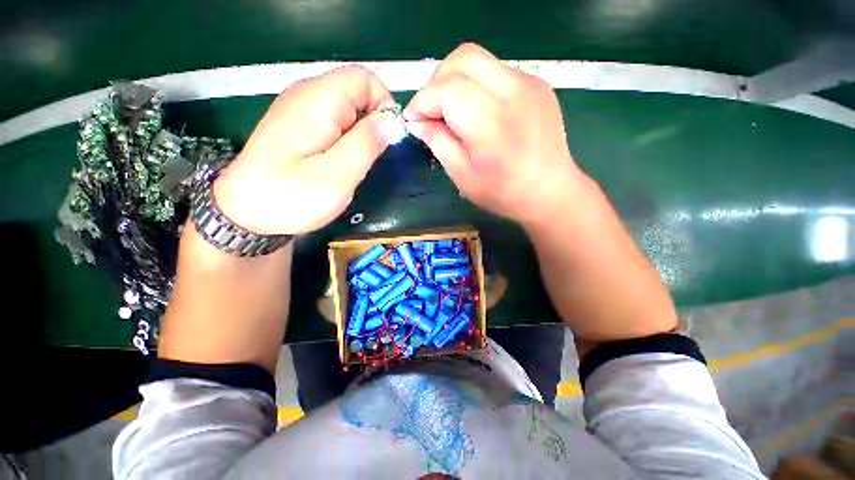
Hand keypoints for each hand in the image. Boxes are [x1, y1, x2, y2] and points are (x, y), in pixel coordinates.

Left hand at [213, 66, 397, 234]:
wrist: (243, 212)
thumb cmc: (291, 196)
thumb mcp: (338, 175)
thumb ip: (367, 144)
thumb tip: (391, 122)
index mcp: (317, 101)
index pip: (364, 79)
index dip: (384, 104)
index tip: (388, 138)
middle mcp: (305, 95)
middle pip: (355, 91)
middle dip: (371, 122)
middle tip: (367, 158)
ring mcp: (298, 108)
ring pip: (346, 108)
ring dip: (359, 133)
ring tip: (352, 163)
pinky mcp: (296, 124)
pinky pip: (332, 120)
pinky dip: (345, 137)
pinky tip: (337, 161)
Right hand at [404, 43, 584, 226]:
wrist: (549, 191)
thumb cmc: (503, 192)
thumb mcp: (462, 176)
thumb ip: (438, 143)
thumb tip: (417, 122)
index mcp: (489, 121)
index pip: (444, 89)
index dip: (421, 101)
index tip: (413, 120)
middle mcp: (511, 91)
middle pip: (462, 58)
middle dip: (437, 82)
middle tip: (432, 111)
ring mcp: (529, 83)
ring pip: (480, 59)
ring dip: (456, 80)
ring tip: (454, 111)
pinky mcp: (537, 84)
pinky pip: (497, 71)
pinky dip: (478, 85)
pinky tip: (480, 111)